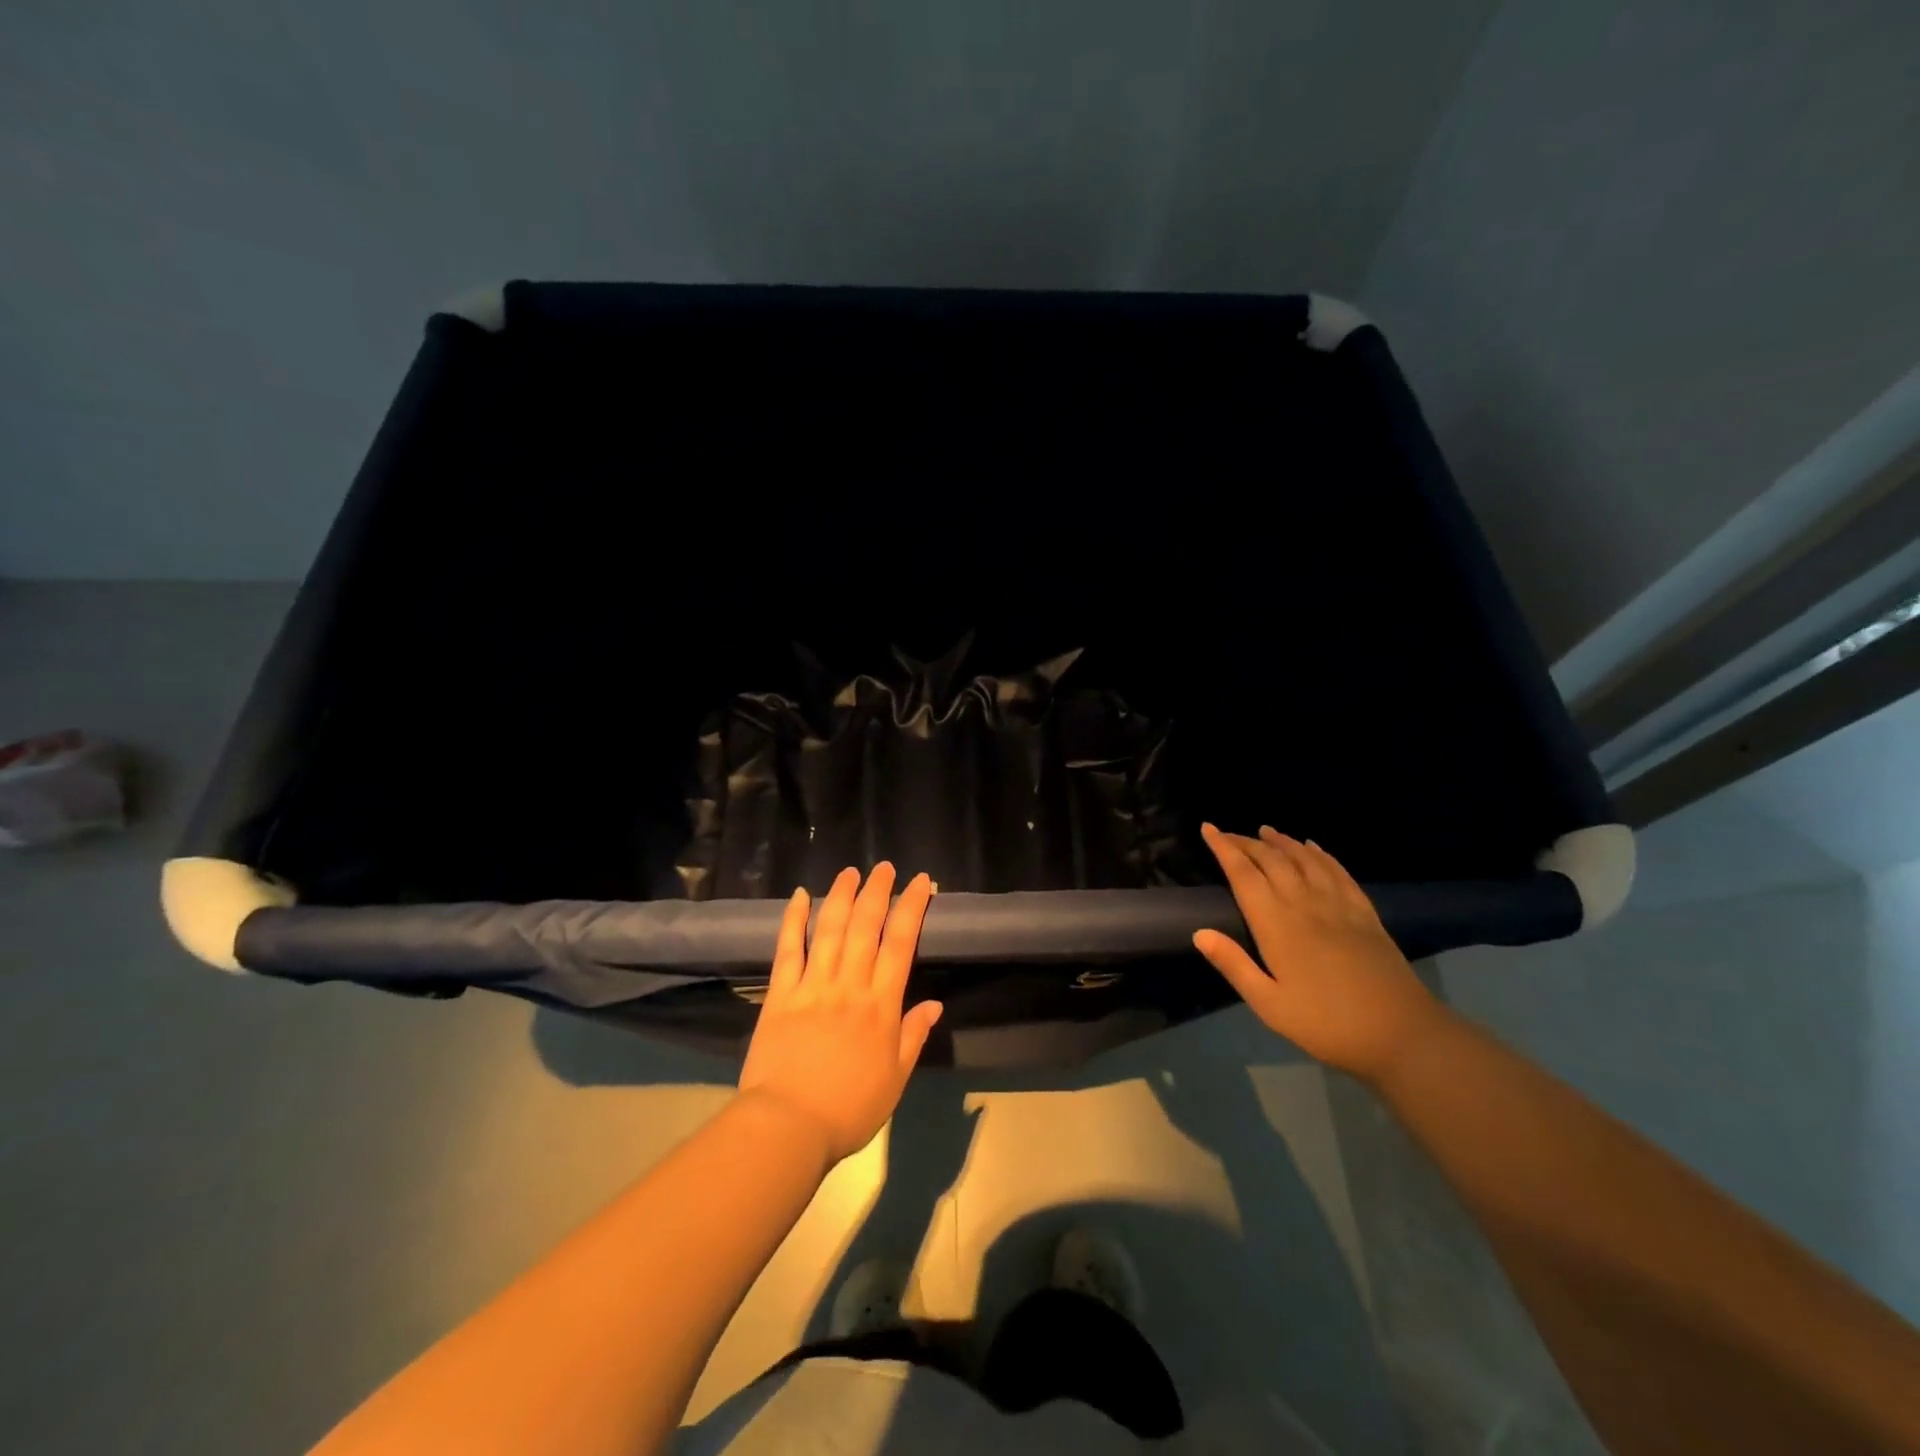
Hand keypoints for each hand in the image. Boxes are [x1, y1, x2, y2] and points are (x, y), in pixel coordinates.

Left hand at [737, 863, 943, 1164]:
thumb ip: (914, 1036)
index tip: (921, 883)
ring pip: (830, 929)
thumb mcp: (895, 1078)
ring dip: (842, 896)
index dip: (912, 908)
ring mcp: (812, 985)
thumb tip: (935, 1004)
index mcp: (881, 1005)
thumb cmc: (849, 1108)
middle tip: (885, 867)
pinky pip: (788, 950)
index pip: (900, 943)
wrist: (788, 1126)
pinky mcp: (780, 994)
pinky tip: (800, 896)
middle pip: (865, 926)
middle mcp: (849, 985)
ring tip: (850, 872)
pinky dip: (794, 920)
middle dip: (878, 892)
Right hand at [1192, 823, 1446, 1080]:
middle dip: (1247, 842)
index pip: (1243, 874)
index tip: (1208, 828)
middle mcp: (1305, 903)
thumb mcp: (1269, 1004)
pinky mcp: (1364, 913)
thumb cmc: (1326, 1024)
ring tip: (1266, 830)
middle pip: (1272, 860)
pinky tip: (1314, 848)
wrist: (1401, 1034)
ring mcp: (1338, 905)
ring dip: (1282, 842)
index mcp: (1276, 924)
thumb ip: (1234, 965)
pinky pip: (1338, 872)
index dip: (1224, 848)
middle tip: (1228, 833)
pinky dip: (1321, 854)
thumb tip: (1199, 932)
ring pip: (1305, 859)